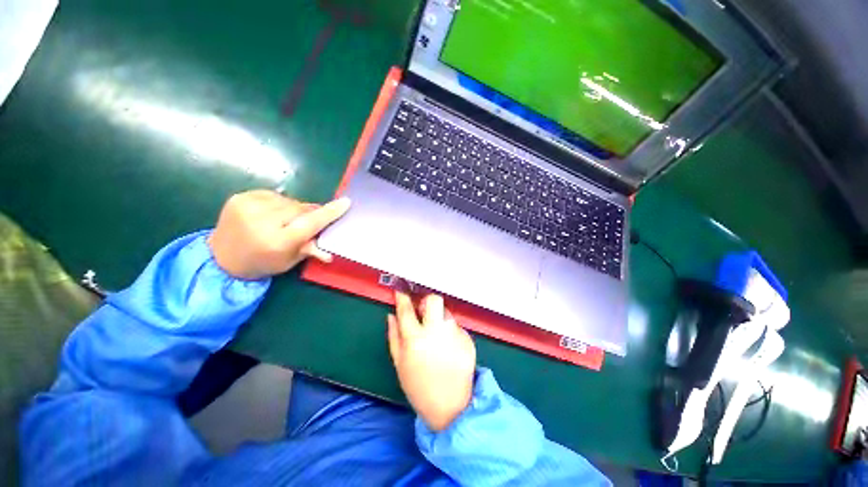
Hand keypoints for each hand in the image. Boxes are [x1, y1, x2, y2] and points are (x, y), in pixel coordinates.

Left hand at [207, 190, 350, 279]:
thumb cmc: (262, 262)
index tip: (345, 202)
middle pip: (300, 208)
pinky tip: (271, 213)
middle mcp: (262, 221)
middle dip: (308, 213)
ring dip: (292, 208)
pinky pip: (272, 195)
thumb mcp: (289, 261)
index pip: (310, 223)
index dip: (329, 212)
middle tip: (307, 221)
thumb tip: (329, 253)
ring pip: (288, 201)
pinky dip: (277, 203)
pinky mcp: (239, 197)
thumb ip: (309, 249)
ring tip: (284, 220)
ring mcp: (248, 206)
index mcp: (277, 241)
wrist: (221, 257)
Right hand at [388, 291, 475, 431]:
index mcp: (415, 339)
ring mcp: (454, 334)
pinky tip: (449, 348)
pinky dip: (451, 332)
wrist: (451, 407)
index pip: (406, 310)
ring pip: (446, 313)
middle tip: (424, 312)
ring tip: (437, 336)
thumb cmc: (419, 386)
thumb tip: (392, 315)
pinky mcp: (468, 340)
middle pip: (434, 300)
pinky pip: (456, 327)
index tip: (402, 291)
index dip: (403, 297)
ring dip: (439, 319)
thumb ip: (394, 336)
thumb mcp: (400, 363)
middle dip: (428, 301)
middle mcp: (436, 332)